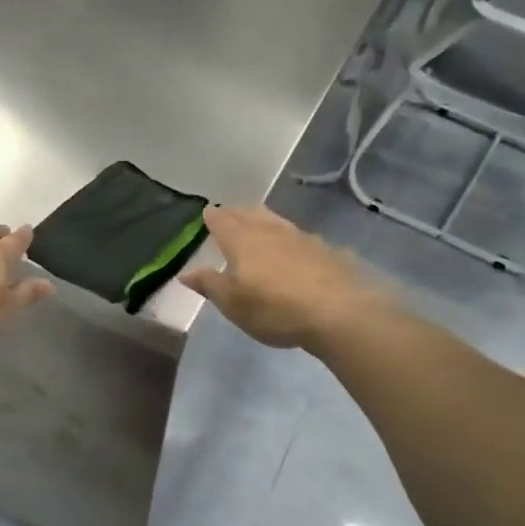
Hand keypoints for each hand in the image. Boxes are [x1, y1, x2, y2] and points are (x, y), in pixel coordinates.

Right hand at [181, 205, 378, 350]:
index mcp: (242, 240)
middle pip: (250, 213)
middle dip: (237, 213)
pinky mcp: (326, 250)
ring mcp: (301, 237)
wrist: (339, 312)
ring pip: (276, 221)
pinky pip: (300, 237)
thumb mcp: (233, 303)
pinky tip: (295, 251)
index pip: (221, 220)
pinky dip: (290, 240)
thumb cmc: (275, 308)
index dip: (212, 217)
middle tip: (230, 216)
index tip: (207, 215)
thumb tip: (185, 272)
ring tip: (259, 226)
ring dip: (264, 220)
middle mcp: (270, 231)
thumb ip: (209, 285)